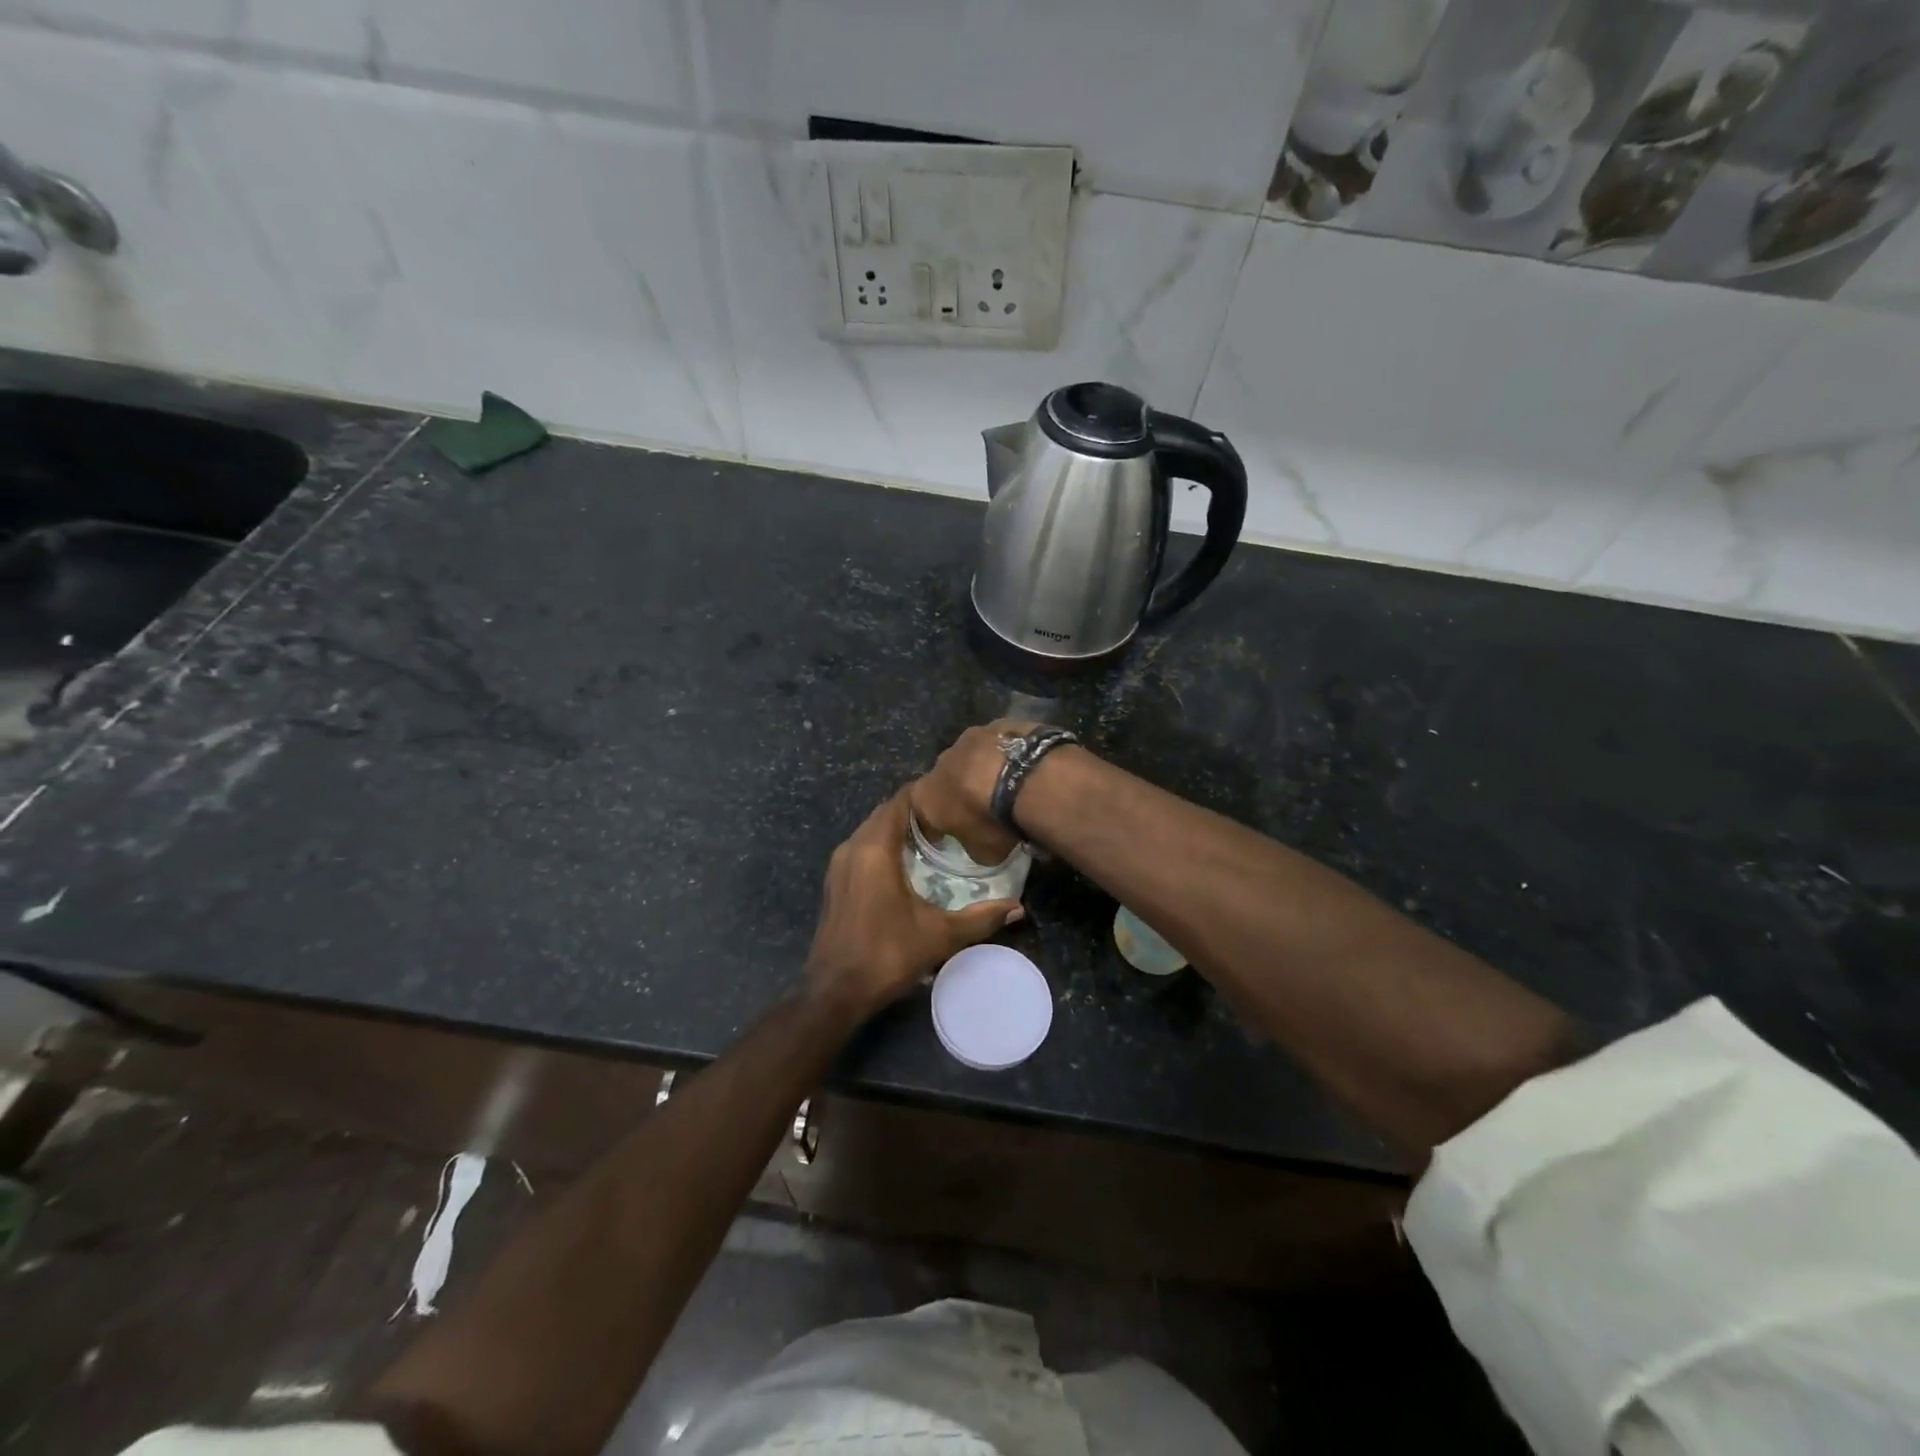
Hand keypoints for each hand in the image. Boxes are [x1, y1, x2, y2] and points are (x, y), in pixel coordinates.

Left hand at [805, 788, 1022, 1019]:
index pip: (899, 801)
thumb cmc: (887, 956)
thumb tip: (1018, 908)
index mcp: (874, 849)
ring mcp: (839, 864)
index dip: (926, 794)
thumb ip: (981, 919)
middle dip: (915, 810)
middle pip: (885, 812)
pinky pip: (862, 847)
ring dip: (899, 828)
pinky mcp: (835, 881)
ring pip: (872, 830)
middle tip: (951, 819)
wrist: (835, 992)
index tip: (955, 798)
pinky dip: (884, 844)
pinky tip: (908, 863)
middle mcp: (852, 847)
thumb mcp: (940, 936)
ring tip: (935, 837)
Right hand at [907, 720, 1037, 865]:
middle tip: (982, 807)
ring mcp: (970, 737)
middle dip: (959, 790)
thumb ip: (974, 845)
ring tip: (1008, 785)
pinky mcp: (1001, 723)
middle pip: (945, 778)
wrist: (1027, 776)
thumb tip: (979, 842)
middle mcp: (940, 761)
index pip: (918, 812)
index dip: (933, 824)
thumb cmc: (994, 821)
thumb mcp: (984, 852)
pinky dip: (1007, 755)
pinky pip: (999, 744)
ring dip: (983, 769)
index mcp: (925, 795)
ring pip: (972, 756)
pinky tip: (1025, 768)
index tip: (945, 834)